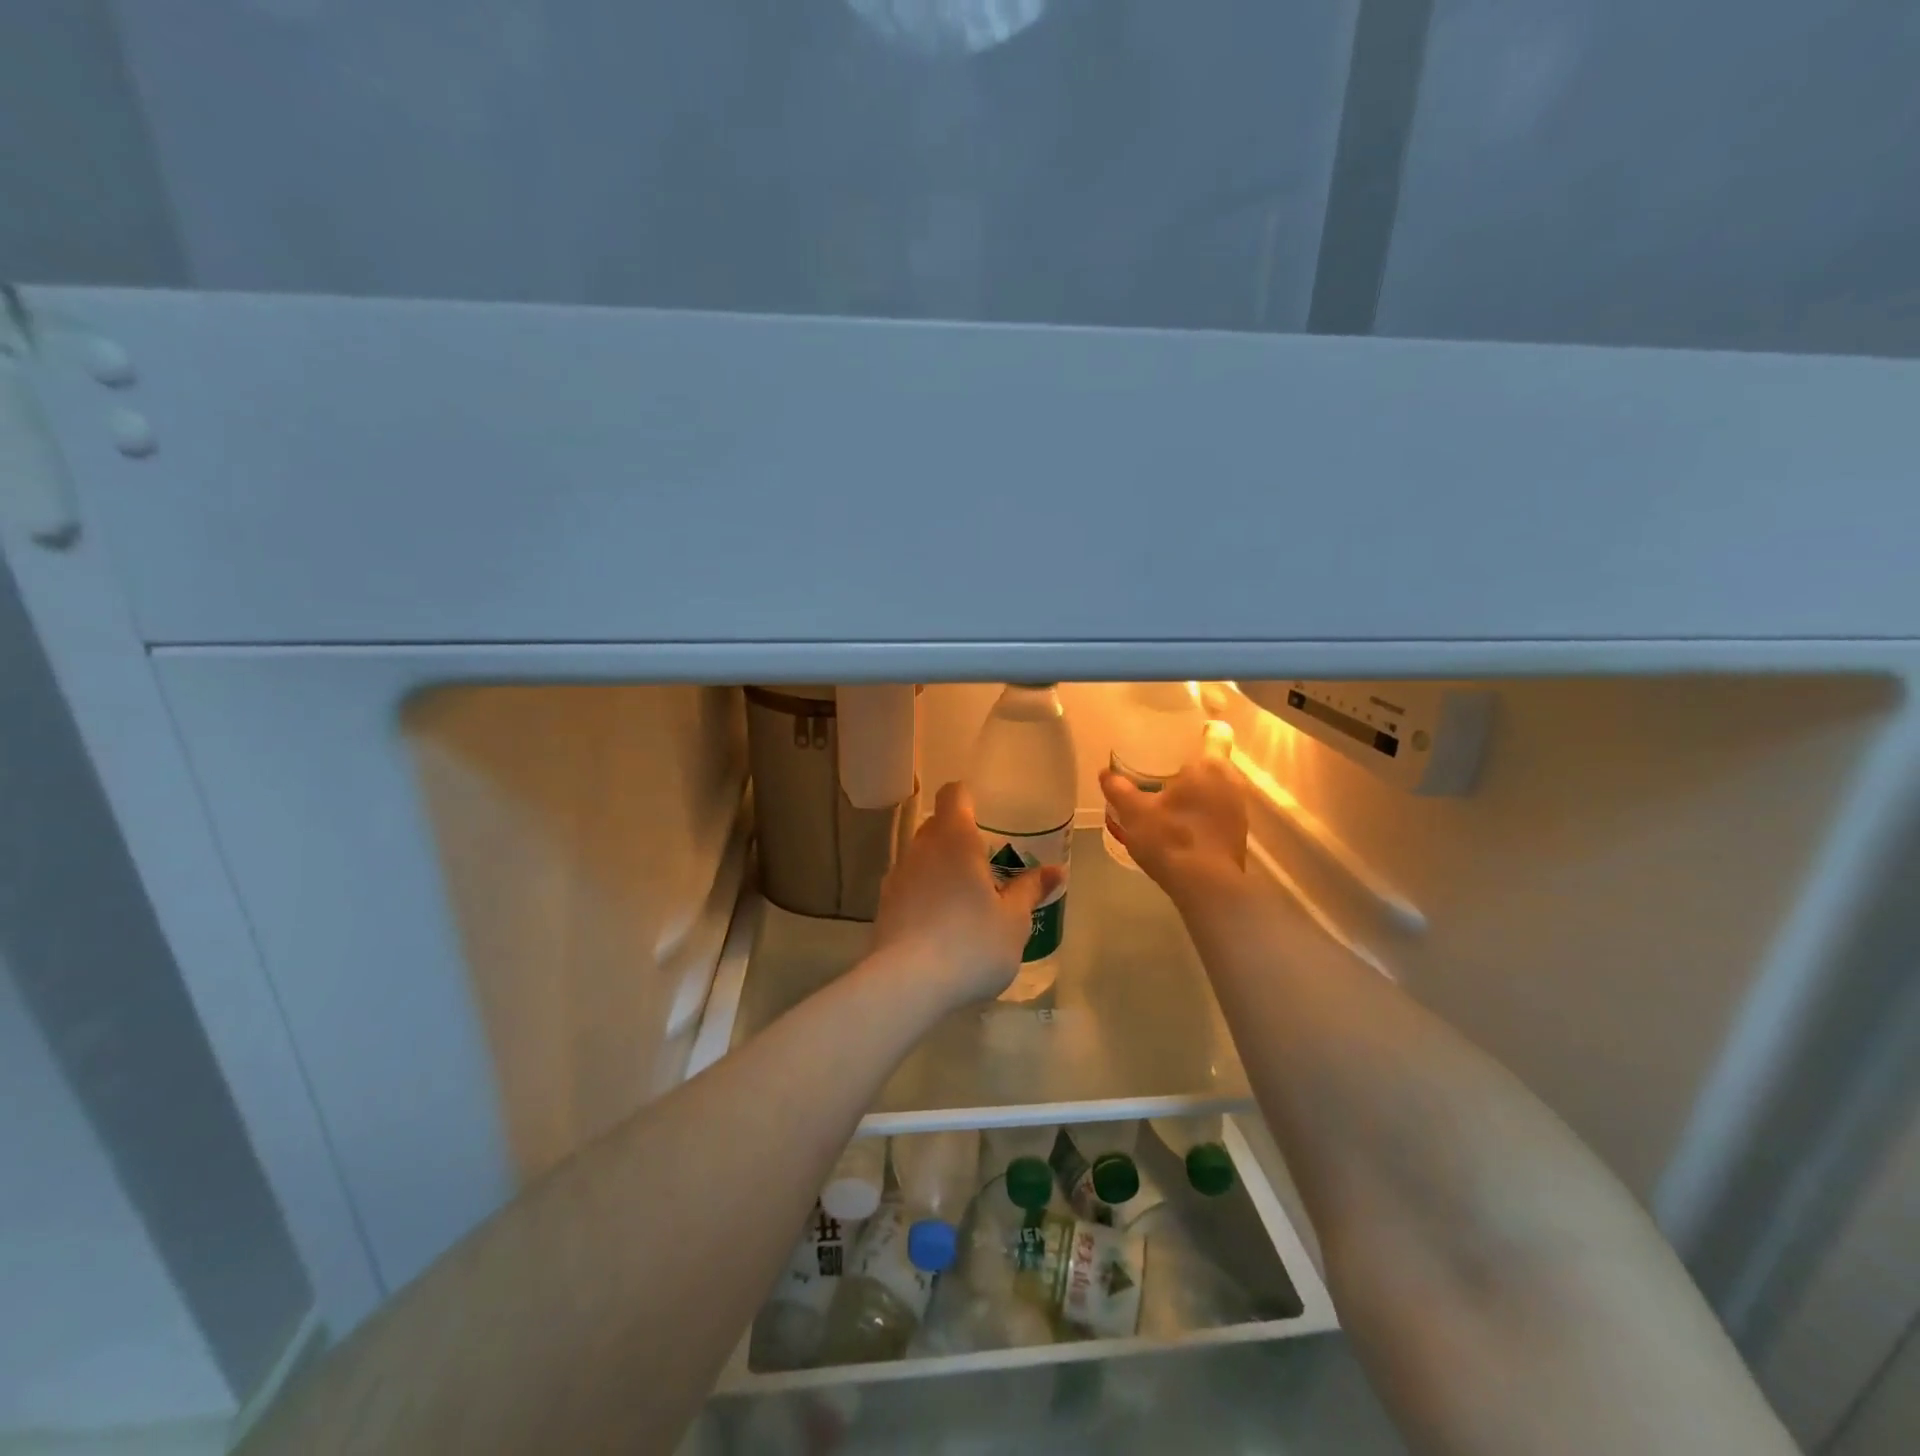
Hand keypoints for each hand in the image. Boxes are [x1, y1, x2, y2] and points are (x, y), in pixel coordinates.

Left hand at [869, 782, 1063, 1007]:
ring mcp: (897, 876)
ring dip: (942, 868)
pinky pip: (910, 886)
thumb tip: (1055, 870)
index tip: (988, 815)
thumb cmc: (971, 942)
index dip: (969, 798)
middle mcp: (921, 848)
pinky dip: (926, 893)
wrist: (907, 984)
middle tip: (988, 862)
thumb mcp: (1014, 920)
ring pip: (922, 857)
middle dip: (960, 837)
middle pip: (937, 825)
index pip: (954, 794)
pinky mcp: (884, 906)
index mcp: (954, 838)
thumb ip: (1030, 890)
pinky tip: (943, 923)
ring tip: (967, 897)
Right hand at [1100, 728, 1249, 895]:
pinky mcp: (1237, 834)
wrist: (1206, 887)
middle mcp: (1232, 782)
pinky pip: (1219, 810)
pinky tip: (1180, 821)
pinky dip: (1202, 810)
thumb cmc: (1172, 838)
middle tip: (1162, 765)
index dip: (1201, 728)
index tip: (1182, 731)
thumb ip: (1119, 789)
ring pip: (1217, 787)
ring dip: (1197, 789)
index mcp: (1210, 767)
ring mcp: (1239, 810)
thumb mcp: (1135, 812)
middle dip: (1192, 762)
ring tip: (1168, 794)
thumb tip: (1105, 773)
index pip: (1216, 733)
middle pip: (1215, 761)